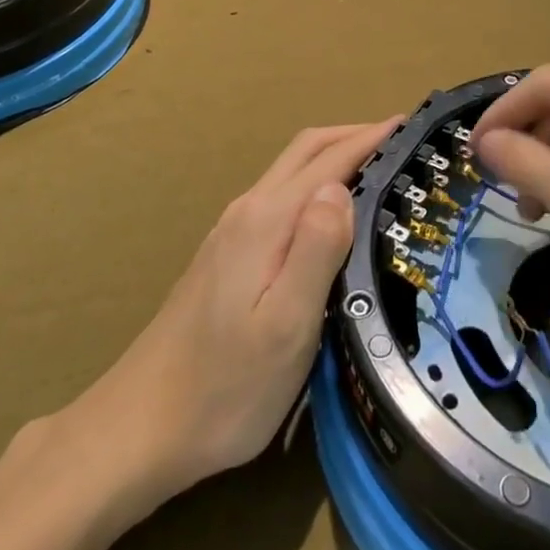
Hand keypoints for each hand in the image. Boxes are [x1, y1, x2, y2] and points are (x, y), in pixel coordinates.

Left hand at [86, 118, 398, 497]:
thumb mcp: (286, 325)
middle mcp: (248, 211)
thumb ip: (316, 250)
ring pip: (290, 172)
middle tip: (400, 139)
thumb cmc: (224, 387)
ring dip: (333, 157)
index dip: (370, 138)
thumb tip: (340, 189)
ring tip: (375, 169)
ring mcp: (231, 231)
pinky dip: (314, 183)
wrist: (140, 426)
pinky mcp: (225, 254)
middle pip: (305, 151)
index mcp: (267, 220)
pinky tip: (327, 213)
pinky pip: (279, 196)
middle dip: (353, 135)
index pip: (328, 160)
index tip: (410, 123)